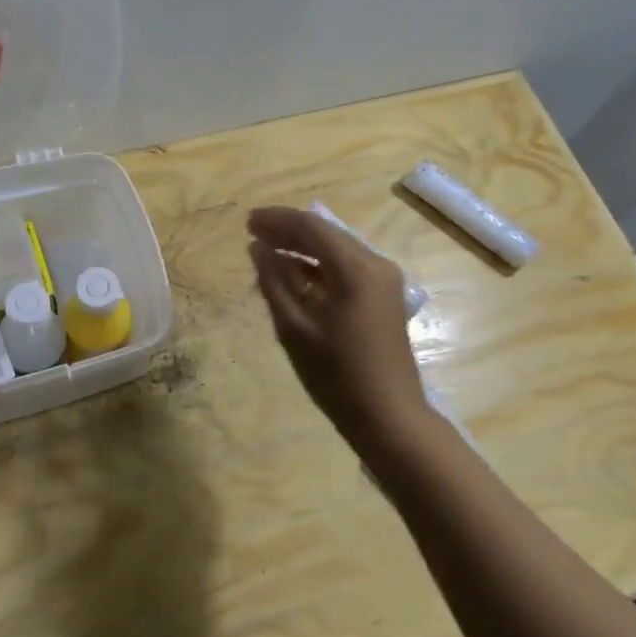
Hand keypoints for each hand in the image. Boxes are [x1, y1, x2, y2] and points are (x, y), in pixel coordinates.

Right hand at [247, 207, 433, 455]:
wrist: (388, 416)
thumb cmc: (336, 375)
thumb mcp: (294, 327)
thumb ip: (274, 281)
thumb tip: (258, 248)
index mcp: (356, 268)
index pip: (312, 227)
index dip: (278, 220)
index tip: (247, 221)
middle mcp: (376, 264)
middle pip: (327, 234)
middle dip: (289, 230)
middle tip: (253, 232)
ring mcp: (384, 281)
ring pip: (337, 250)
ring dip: (303, 247)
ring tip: (267, 250)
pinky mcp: (384, 297)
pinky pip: (347, 268)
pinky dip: (319, 266)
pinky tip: (294, 274)